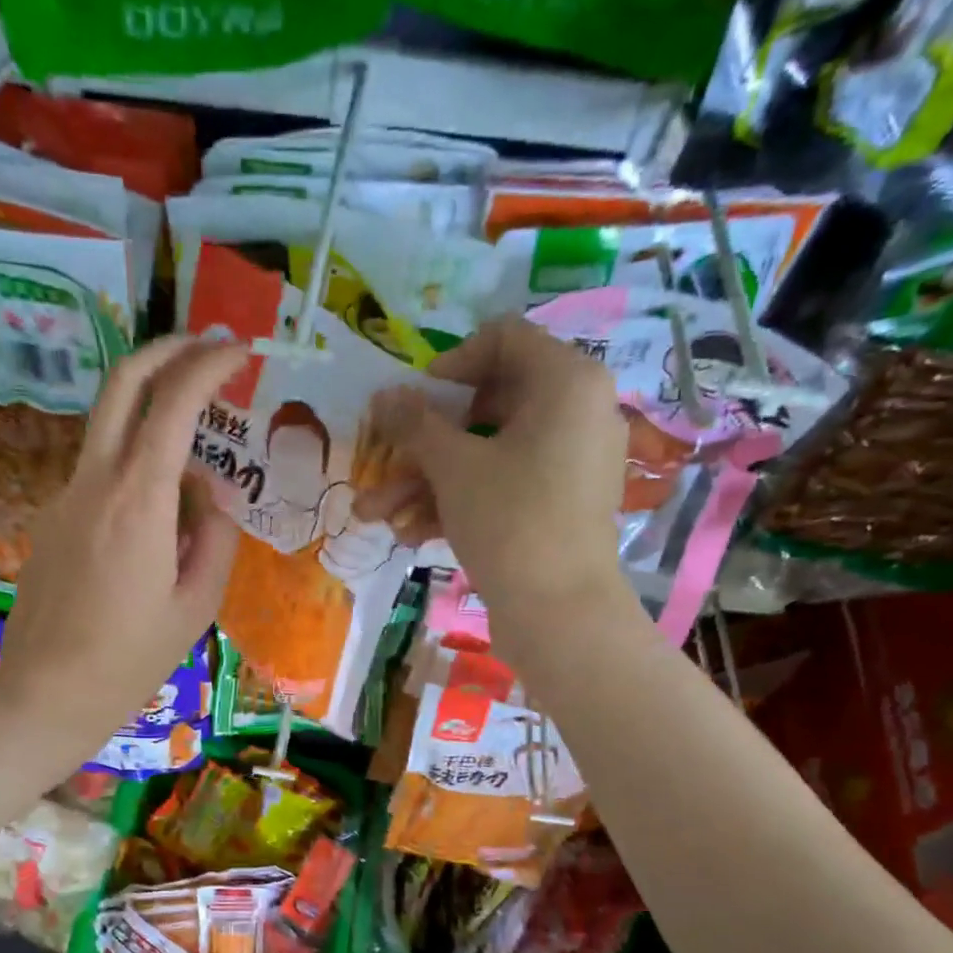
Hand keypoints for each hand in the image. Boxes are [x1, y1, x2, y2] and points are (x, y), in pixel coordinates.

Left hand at [0, 336, 246, 751]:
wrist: (47, 692)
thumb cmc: (131, 659)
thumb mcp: (197, 605)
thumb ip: (214, 536)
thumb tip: (210, 494)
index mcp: (138, 502)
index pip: (173, 403)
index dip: (209, 366)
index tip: (240, 352)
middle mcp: (94, 482)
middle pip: (122, 382)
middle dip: (167, 350)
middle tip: (208, 349)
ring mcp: (64, 497)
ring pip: (111, 428)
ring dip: (154, 420)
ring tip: (197, 481)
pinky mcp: (52, 518)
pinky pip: (101, 474)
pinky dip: (136, 471)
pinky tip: (157, 530)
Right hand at [355, 318, 635, 641]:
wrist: (560, 613)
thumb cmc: (510, 520)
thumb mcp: (453, 467)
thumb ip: (415, 424)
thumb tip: (384, 395)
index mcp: (566, 380)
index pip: (503, 339)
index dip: (449, 364)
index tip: (414, 401)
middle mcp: (577, 410)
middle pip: (487, 405)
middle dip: (424, 442)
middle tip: (384, 465)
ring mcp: (570, 460)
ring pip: (487, 454)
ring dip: (427, 481)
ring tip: (376, 515)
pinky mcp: (560, 502)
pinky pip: (504, 484)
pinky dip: (460, 501)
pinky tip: (411, 534)